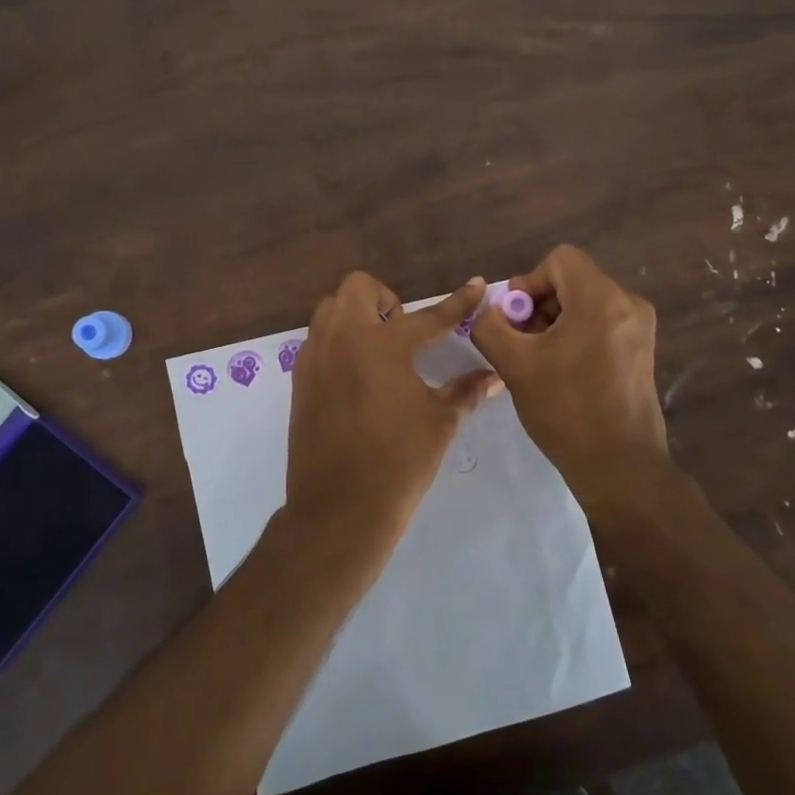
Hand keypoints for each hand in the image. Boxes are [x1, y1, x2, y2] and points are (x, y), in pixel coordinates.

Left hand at [284, 273, 502, 557]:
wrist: (339, 509)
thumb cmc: (398, 463)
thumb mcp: (439, 423)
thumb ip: (465, 391)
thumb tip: (494, 376)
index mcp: (382, 345)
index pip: (428, 316)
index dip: (457, 302)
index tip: (476, 285)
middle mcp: (342, 339)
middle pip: (358, 288)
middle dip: (385, 298)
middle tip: (403, 329)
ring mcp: (315, 357)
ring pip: (330, 310)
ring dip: (356, 315)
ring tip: (379, 349)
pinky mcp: (300, 380)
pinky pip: (317, 340)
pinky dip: (338, 342)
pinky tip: (357, 375)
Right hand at [470, 245, 673, 514]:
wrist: (619, 466)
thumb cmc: (566, 410)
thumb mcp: (515, 364)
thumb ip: (490, 326)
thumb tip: (489, 311)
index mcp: (601, 299)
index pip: (559, 260)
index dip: (528, 282)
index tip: (515, 320)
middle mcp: (628, 304)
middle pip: (572, 280)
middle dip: (539, 305)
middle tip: (520, 343)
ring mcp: (640, 328)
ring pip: (585, 303)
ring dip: (554, 322)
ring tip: (538, 361)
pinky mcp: (642, 350)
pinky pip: (601, 324)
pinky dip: (575, 335)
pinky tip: (561, 371)